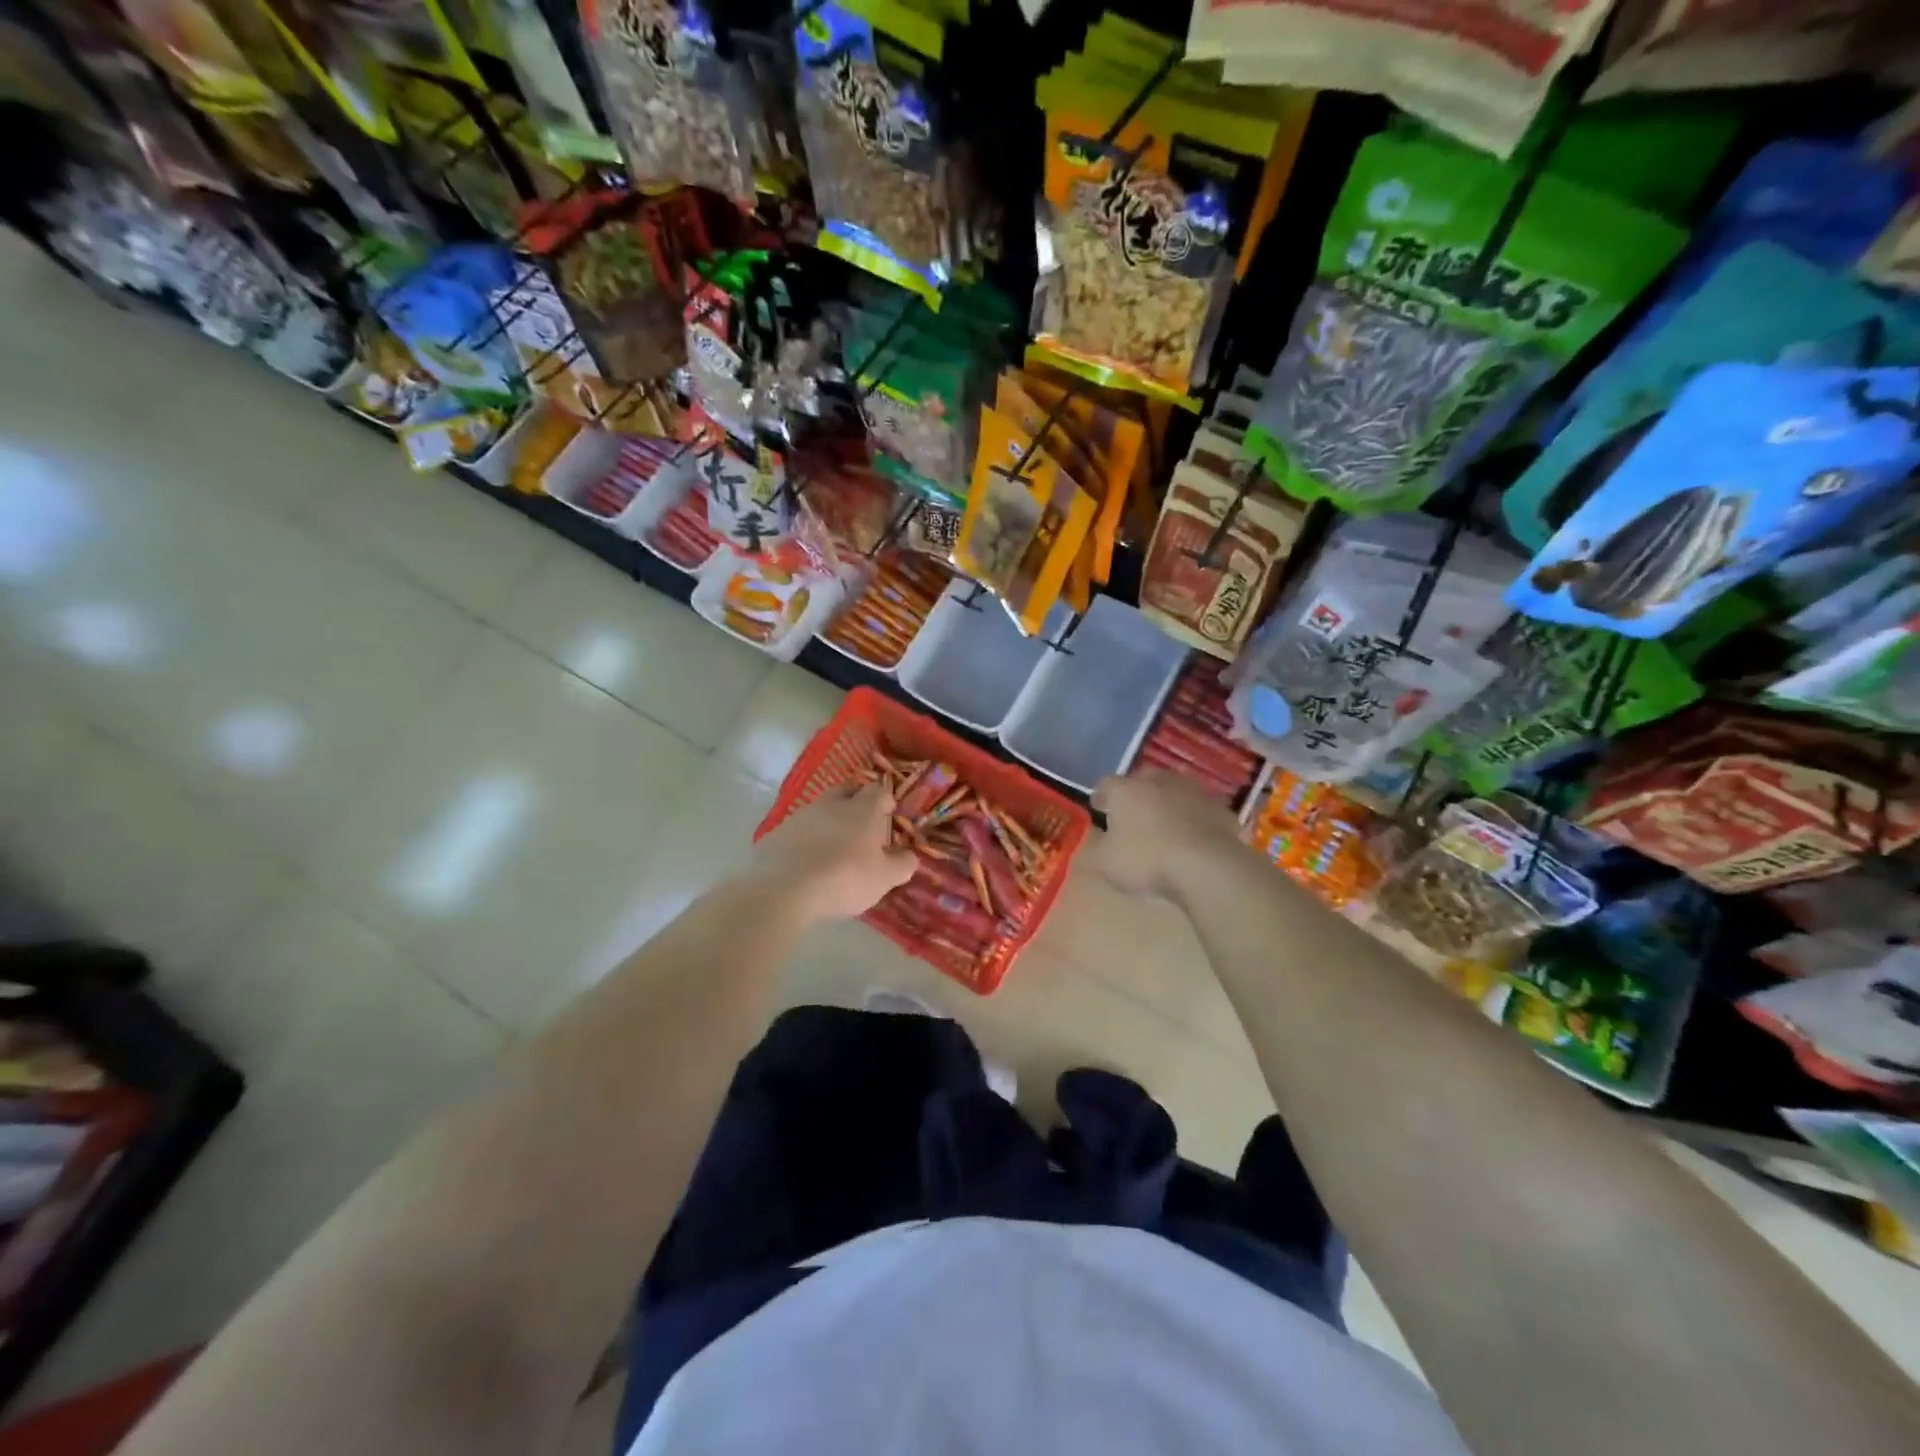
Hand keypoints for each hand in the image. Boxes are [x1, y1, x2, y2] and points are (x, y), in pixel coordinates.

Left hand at [748, 784, 917, 924]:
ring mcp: (802, 815)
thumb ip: (902, 865)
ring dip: (830, 820)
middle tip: (863, 824)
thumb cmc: (844, 878)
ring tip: (834, 845)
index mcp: (863, 809)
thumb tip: (910, 856)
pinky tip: (808, 859)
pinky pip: (799, 828)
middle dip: (857, 801)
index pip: (879, 791)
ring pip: (821, 808)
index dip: (886, 800)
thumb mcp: (884, 878)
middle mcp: (833, 804)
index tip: (890, 815)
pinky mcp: (778, 832)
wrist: (783, 888)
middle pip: (848, 790)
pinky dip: (807, 838)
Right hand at [1090, 770, 1244, 901]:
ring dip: (1168, 803)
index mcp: (1126, 790)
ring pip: (1174, 791)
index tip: (1099, 808)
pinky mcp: (1221, 807)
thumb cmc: (1148, 861)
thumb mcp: (1107, 864)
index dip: (1101, 796)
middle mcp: (1158, 781)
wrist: (1208, 867)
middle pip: (1143, 780)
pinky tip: (1193, 838)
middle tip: (1133, 814)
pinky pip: (1200, 809)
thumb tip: (1102, 839)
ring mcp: (1193, 791)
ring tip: (1165, 825)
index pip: (1106, 784)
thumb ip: (1099, 847)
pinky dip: (1194, 819)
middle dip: (1137, 794)